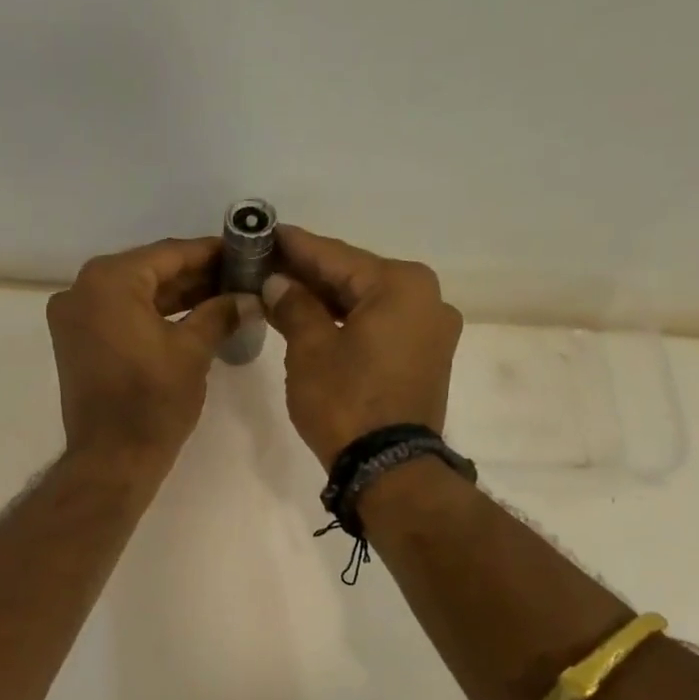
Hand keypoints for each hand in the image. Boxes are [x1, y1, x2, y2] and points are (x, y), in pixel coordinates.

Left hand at [48, 237, 255, 472]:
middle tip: (239, 276)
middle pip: (149, 271)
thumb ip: (219, 313)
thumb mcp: (192, 351)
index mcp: (108, 281)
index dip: (209, 252)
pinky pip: (120, 315)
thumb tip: (246, 298)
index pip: (168, 254)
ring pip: (135, 294)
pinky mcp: (77, 342)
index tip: (242, 251)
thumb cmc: (152, 402)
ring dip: (176, 296)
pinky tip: (192, 316)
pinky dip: (153, 315)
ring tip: (224, 295)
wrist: (111, 459)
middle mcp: (82, 289)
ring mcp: (74, 317)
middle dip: (194, 275)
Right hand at [261, 226, 463, 469]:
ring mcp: (432, 329)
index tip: (266, 232)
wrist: (389, 467)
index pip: (335, 256)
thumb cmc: (346, 401)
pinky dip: (350, 321)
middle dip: (311, 273)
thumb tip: (277, 283)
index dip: (295, 246)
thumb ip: (294, 306)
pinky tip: (317, 319)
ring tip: (284, 291)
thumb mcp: (310, 349)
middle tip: (267, 264)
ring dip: (328, 299)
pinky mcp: (428, 357)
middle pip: (356, 276)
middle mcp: (427, 297)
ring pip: (369, 302)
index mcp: (400, 284)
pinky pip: (382, 325)